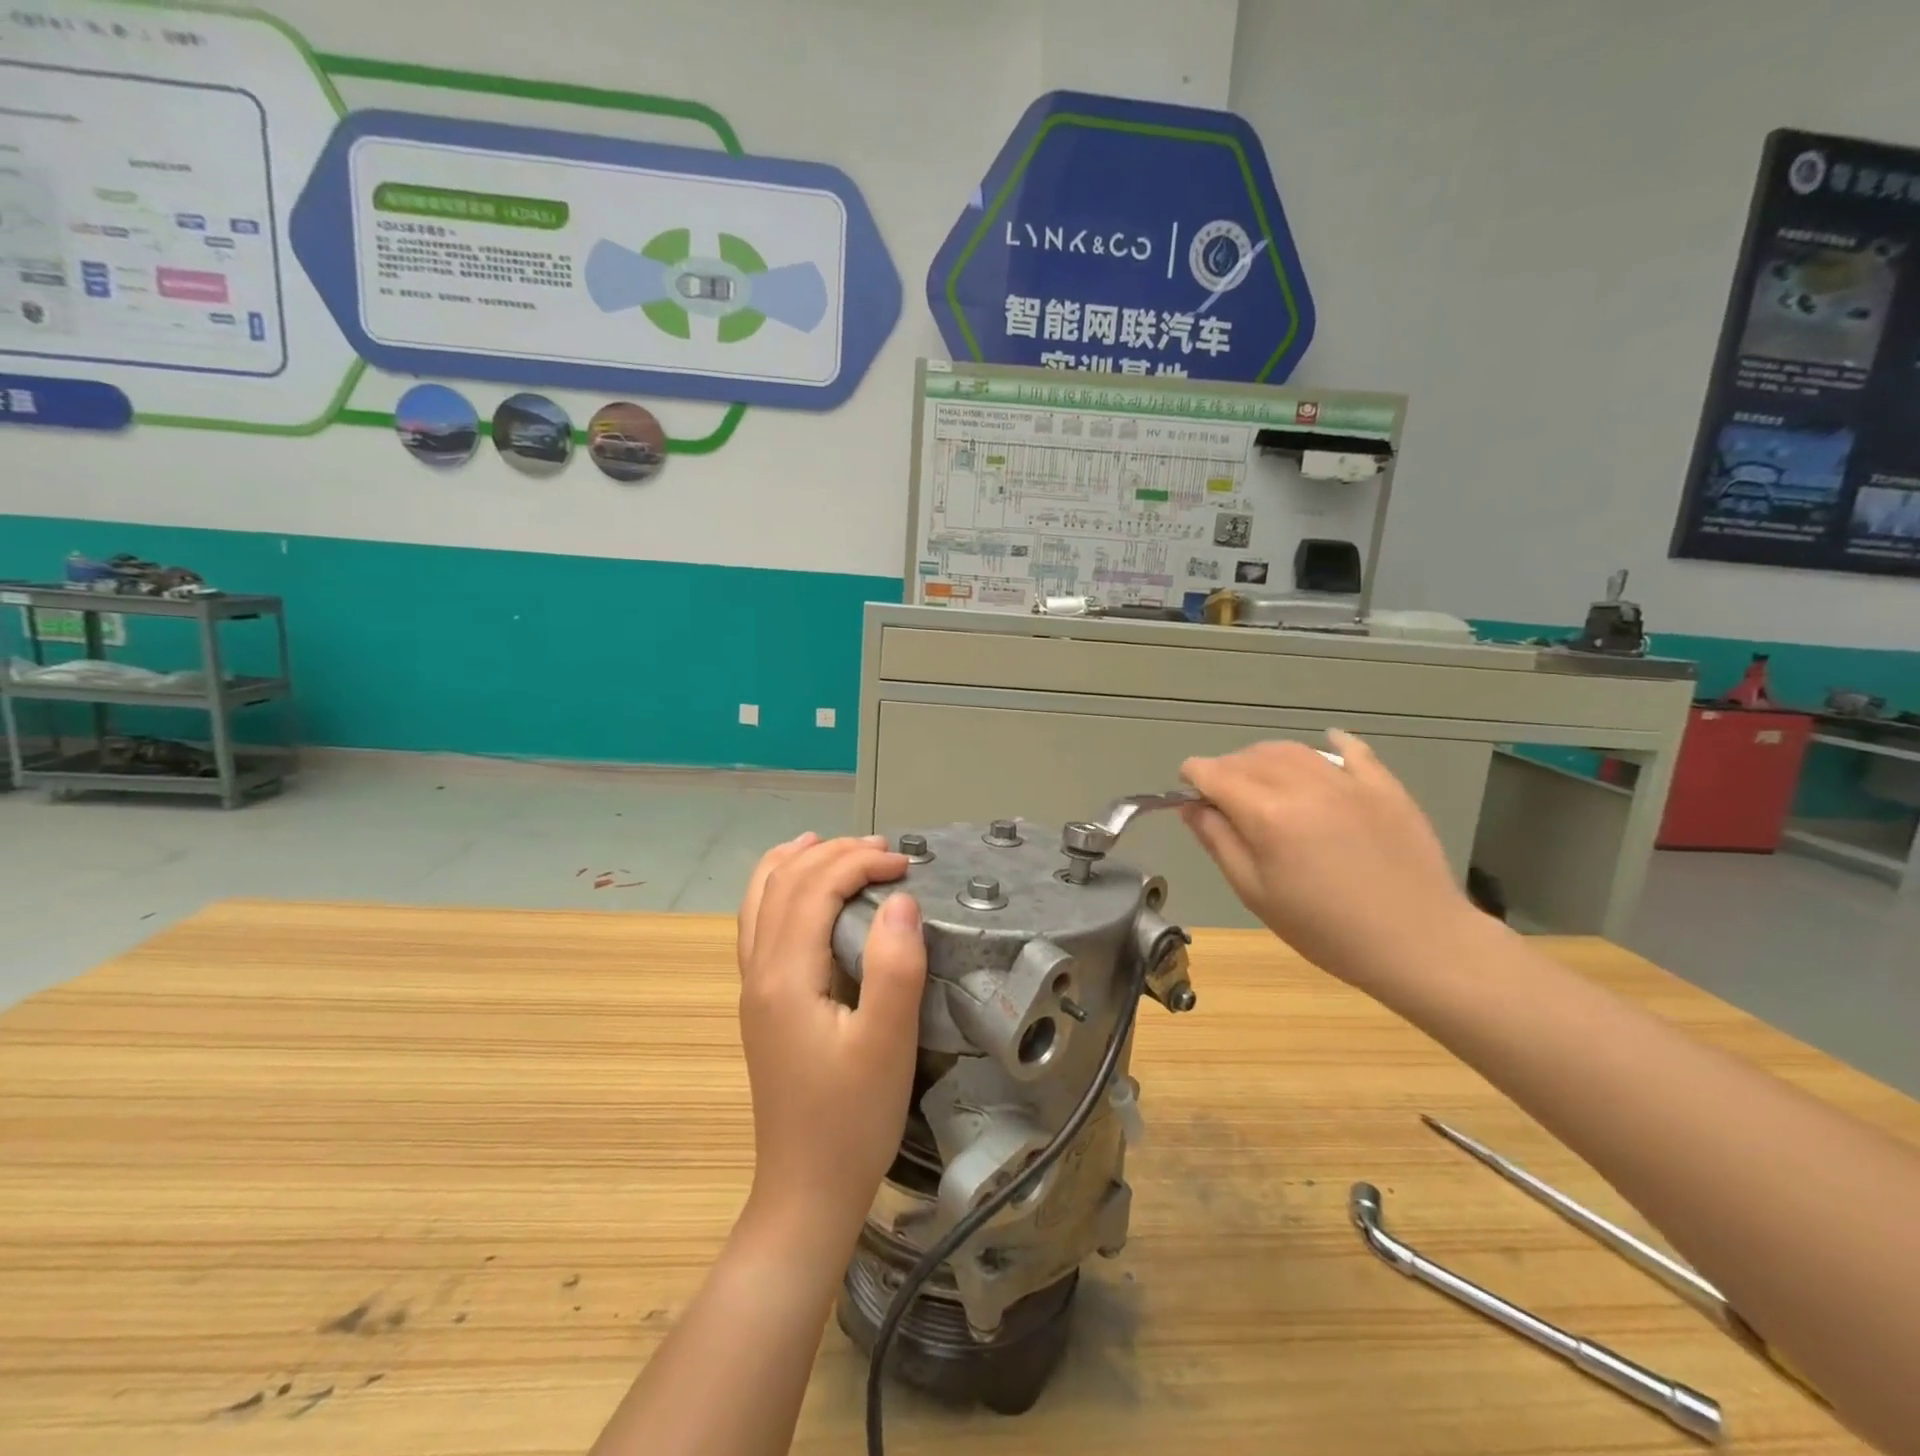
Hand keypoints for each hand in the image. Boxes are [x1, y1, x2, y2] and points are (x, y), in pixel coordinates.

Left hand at [735, 833, 927, 1248]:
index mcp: (785, 976)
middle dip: (833, 853)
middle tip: (884, 851)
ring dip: (798, 863)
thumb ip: (894, 966)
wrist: (806, 1191)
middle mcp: (758, 972)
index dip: (858, 862)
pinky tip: (801, 894)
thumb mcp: (887, 1045)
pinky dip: (779, 890)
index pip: (813, 887)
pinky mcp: (762, 1004)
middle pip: (784, 883)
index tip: (905, 865)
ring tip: (832, 845)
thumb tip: (900, 899)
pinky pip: (759, 924)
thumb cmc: (852, 1120)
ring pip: (761, 899)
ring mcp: (754, 988)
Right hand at [1180, 731, 1474, 985]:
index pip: (1214, 773)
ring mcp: (1348, 781)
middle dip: (1226, 769)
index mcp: (1267, 814)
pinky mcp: (1384, 786)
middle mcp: (1303, 785)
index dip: (1193, 777)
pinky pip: (1352, 750)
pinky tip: (1325, 745)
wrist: (1418, 943)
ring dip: (1266, 758)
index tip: (1187, 792)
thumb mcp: (1256, 893)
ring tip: (1263, 780)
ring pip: (1292, 750)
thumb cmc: (1325, 929)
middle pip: (1249, 757)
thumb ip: (1218, 842)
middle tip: (1222, 797)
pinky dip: (1331, 744)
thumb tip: (1191, 807)